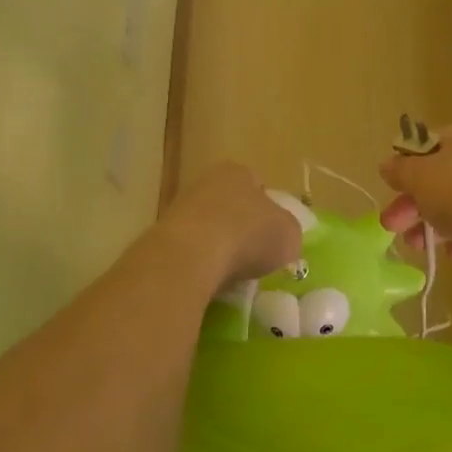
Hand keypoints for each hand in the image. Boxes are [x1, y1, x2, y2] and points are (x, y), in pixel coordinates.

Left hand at [159, 162, 303, 288]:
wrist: (191, 256)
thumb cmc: (248, 235)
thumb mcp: (289, 235)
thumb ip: (288, 232)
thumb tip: (282, 239)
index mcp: (238, 172)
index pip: (257, 185)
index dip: (268, 210)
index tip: (273, 236)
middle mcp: (207, 182)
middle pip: (230, 205)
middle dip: (241, 228)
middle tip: (253, 255)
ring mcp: (180, 208)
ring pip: (209, 228)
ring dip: (219, 247)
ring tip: (232, 274)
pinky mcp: (162, 236)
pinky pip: (191, 250)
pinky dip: (201, 263)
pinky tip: (210, 280)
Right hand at [378, 126, 451, 288]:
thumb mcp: (420, 176)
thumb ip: (401, 170)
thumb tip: (388, 164)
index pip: (427, 143)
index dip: (405, 162)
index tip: (389, 186)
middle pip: (438, 179)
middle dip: (412, 202)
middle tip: (391, 225)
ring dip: (432, 226)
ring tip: (416, 247)